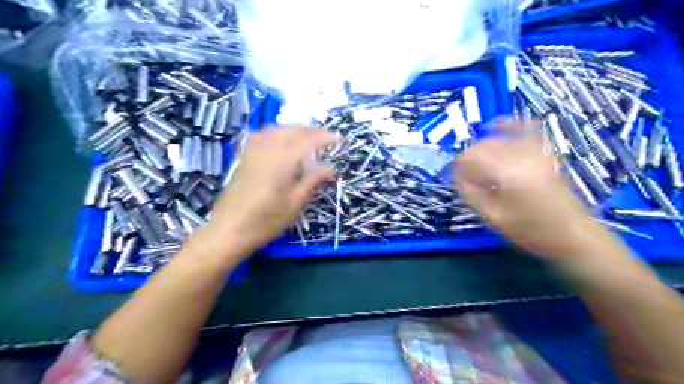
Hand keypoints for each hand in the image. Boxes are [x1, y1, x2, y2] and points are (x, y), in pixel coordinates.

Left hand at [207, 128, 336, 256]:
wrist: (229, 229)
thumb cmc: (266, 220)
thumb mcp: (295, 203)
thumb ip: (313, 181)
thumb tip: (332, 168)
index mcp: (283, 160)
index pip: (309, 141)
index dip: (326, 137)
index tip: (339, 138)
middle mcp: (267, 149)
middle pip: (293, 130)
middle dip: (312, 131)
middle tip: (327, 137)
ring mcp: (253, 151)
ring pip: (277, 129)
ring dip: (295, 129)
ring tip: (307, 138)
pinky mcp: (244, 157)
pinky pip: (262, 135)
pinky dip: (277, 132)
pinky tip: (281, 141)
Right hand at [453, 120, 602, 257]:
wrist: (571, 234)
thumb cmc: (529, 230)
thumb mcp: (492, 217)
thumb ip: (471, 193)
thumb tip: (457, 177)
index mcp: (507, 174)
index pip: (471, 158)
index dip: (458, 166)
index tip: (454, 178)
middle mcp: (520, 156)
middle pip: (483, 146)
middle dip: (469, 158)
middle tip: (464, 175)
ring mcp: (535, 152)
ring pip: (499, 139)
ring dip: (483, 148)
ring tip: (478, 165)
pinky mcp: (544, 154)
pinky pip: (526, 130)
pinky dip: (510, 126)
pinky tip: (499, 126)